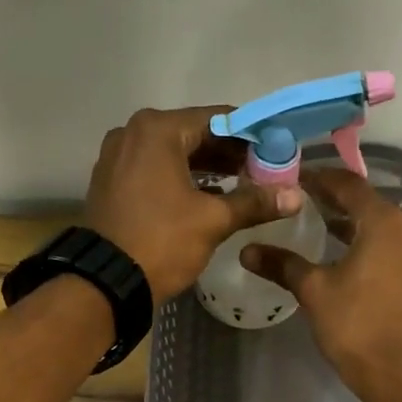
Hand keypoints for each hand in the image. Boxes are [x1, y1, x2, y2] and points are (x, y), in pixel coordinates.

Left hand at [84, 107, 300, 300]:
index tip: (277, 151)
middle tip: (264, 171)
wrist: (106, 282)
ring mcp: (117, 157)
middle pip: (194, 134)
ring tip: (243, 185)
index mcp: (157, 129)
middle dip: (229, 153)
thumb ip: (254, 202)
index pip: (218, 119)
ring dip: (207, 167)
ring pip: (173, 153)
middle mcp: (132, 133)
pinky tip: (208, 197)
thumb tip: (295, 196)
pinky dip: (181, 179)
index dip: (252, 135)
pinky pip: (155, 170)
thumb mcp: (212, 221)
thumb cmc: (161, 242)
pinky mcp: (112, 182)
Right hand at [242, 168, 401, 401]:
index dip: (317, 178)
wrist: (399, 371)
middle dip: (330, 198)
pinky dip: (359, 241)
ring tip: (312, 223)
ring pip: (374, 225)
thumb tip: (247, 250)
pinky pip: (383, 245)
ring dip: (345, 221)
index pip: (347, 184)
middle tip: (296, 199)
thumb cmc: (356, 324)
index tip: (290, 179)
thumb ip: (282, 264)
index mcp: (381, 221)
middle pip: (363, 201)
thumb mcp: (313, 291)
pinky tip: (335, 255)